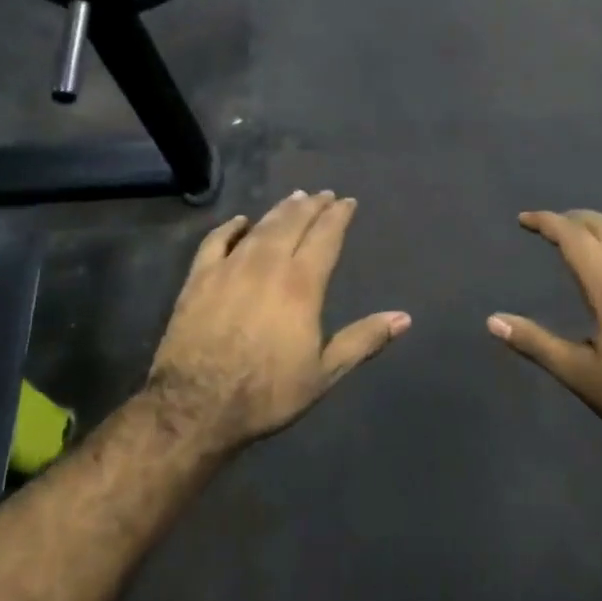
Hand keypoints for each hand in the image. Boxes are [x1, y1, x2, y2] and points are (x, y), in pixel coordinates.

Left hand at [147, 191, 409, 452]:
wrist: (196, 406)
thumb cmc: (267, 393)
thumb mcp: (324, 373)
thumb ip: (363, 340)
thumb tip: (404, 318)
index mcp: (301, 284)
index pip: (325, 237)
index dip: (338, 216)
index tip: (347, 201)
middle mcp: (267, 265)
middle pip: (292, 223)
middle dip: (311, 206)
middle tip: (322, 194)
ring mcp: (229, 268)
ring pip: (260, 227)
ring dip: (279, 210)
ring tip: (294, 198)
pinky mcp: (198, 278)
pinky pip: (216, 241)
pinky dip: (231, 227)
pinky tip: (240, 221)